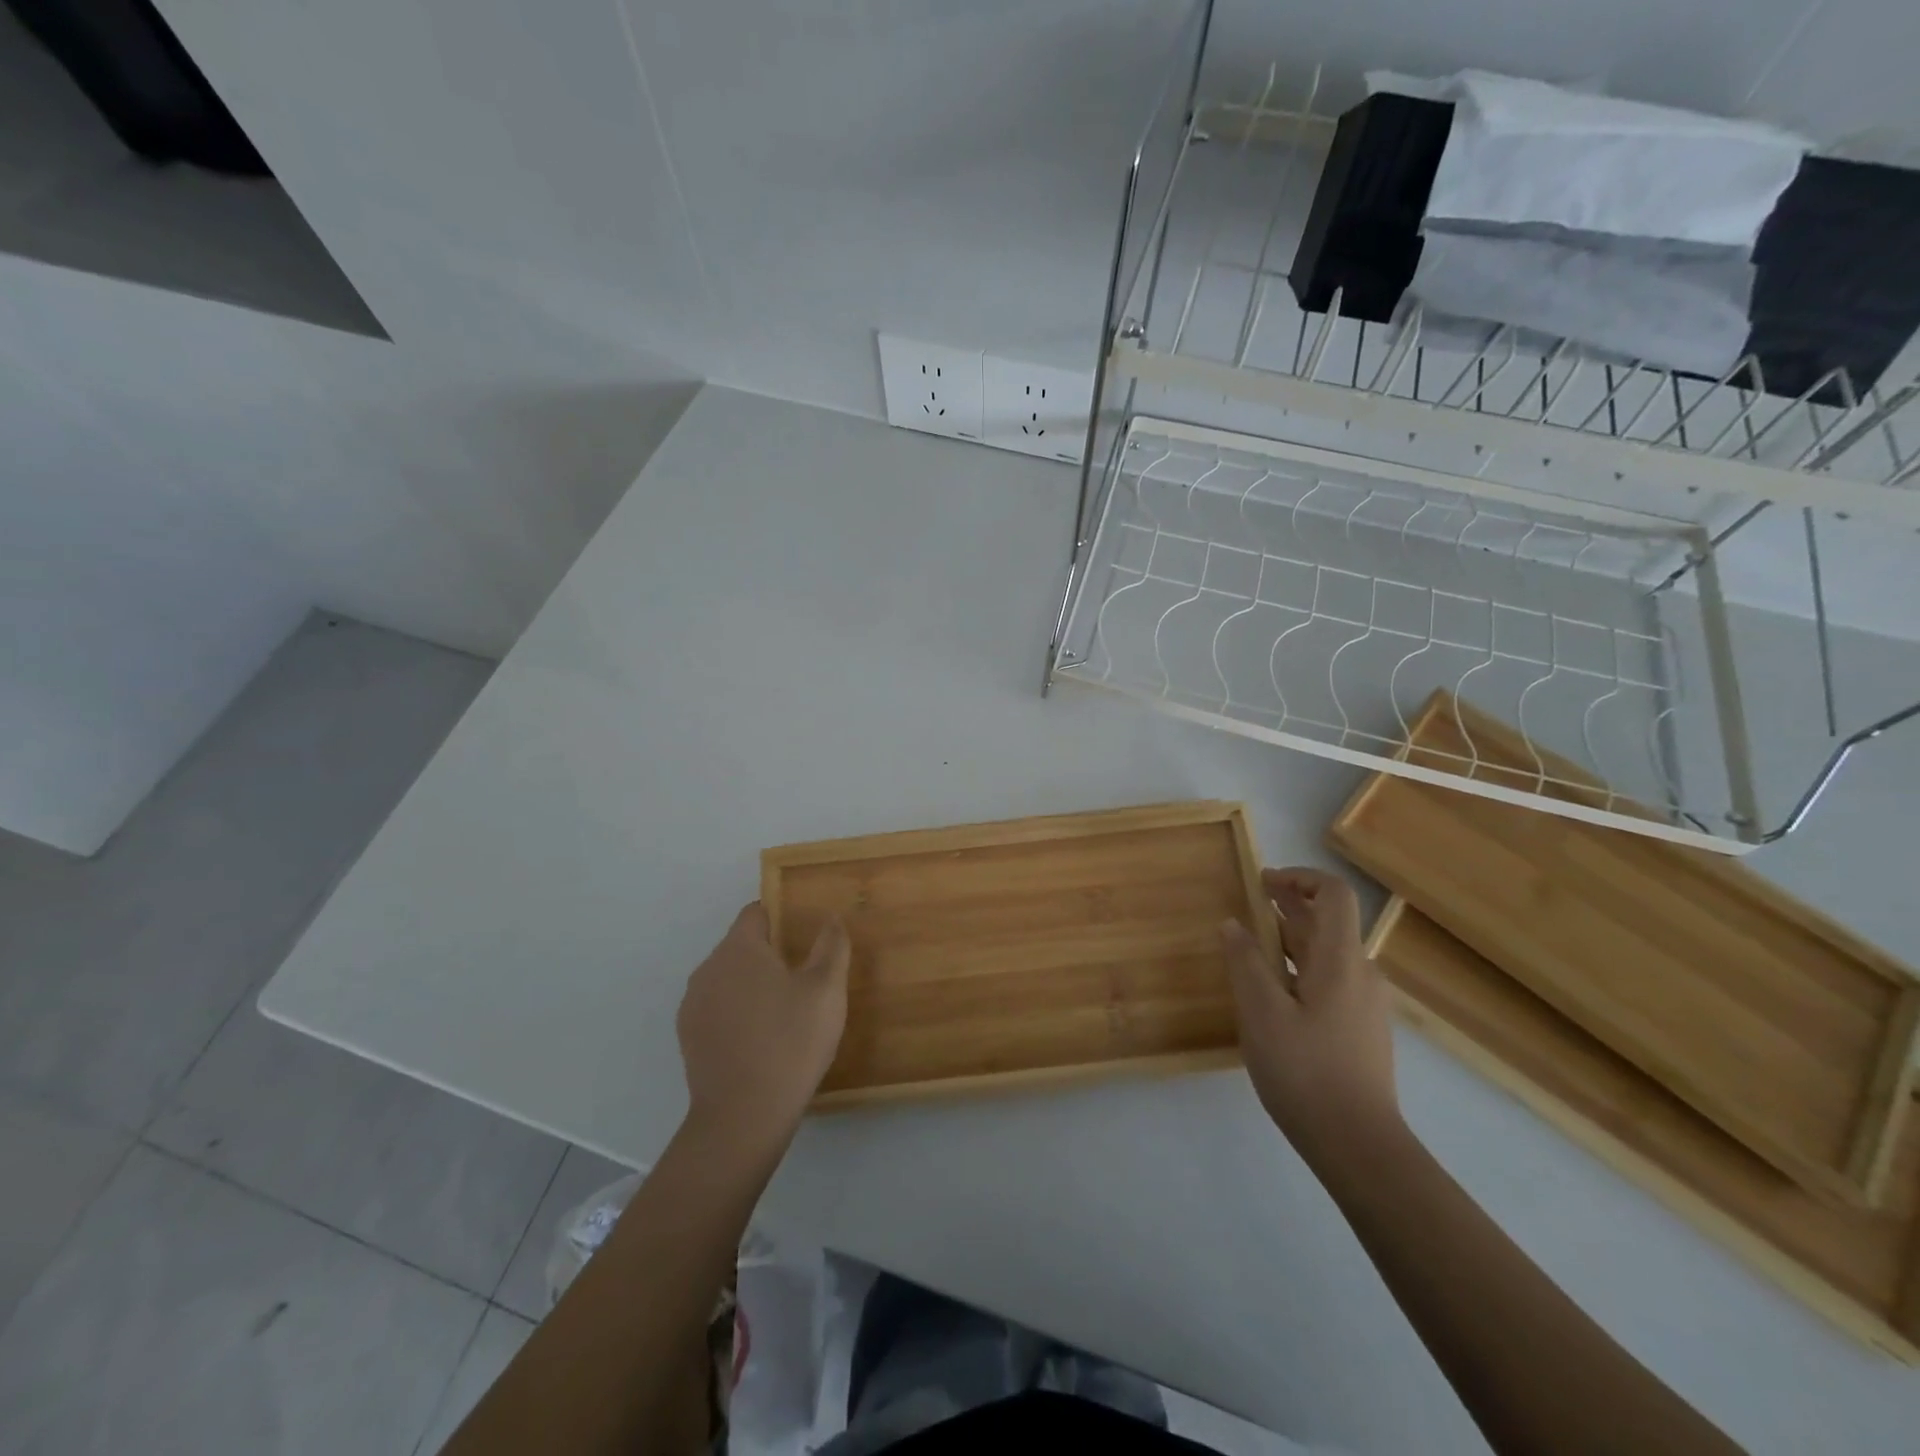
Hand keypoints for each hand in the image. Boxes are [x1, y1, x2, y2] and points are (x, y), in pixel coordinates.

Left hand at [677, 903, 849, 1152]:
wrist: (743, 1117)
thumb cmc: (791, 1043)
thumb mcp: (826, 990)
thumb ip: (831, 945)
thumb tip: (831, 917)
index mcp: (739, 949)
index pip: (757, 912)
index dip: (783, 917)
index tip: (806, 939)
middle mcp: (708, 968)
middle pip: (742, 945)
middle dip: (771, 954)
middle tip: (805, 980)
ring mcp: (693, 1004)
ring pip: (729, 977)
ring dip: (753, 984)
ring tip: (785, 1013)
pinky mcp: (689, 1036)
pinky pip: (717, 1007)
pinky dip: (737, 1012)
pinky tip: (761, 1039)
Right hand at [1222, 868, 1401, 1171]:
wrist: (1359, 1144)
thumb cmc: (1305, 1071)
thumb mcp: (1261, 1012)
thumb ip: (1245, 962)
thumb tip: (1233, 924)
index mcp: (1340, 960)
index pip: (1334, 894)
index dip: (1300, 877)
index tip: (1263, 881)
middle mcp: (1361, 973)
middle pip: (1329, 922)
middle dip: (1290, 905)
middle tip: (1251, 900)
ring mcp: (1366, 1003)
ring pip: (1328, 954)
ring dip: (1292, 937)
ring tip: (1253, 943)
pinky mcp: (1362, 1028)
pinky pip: (1331, 980)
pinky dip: (1301, 967)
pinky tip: (1274, 990)